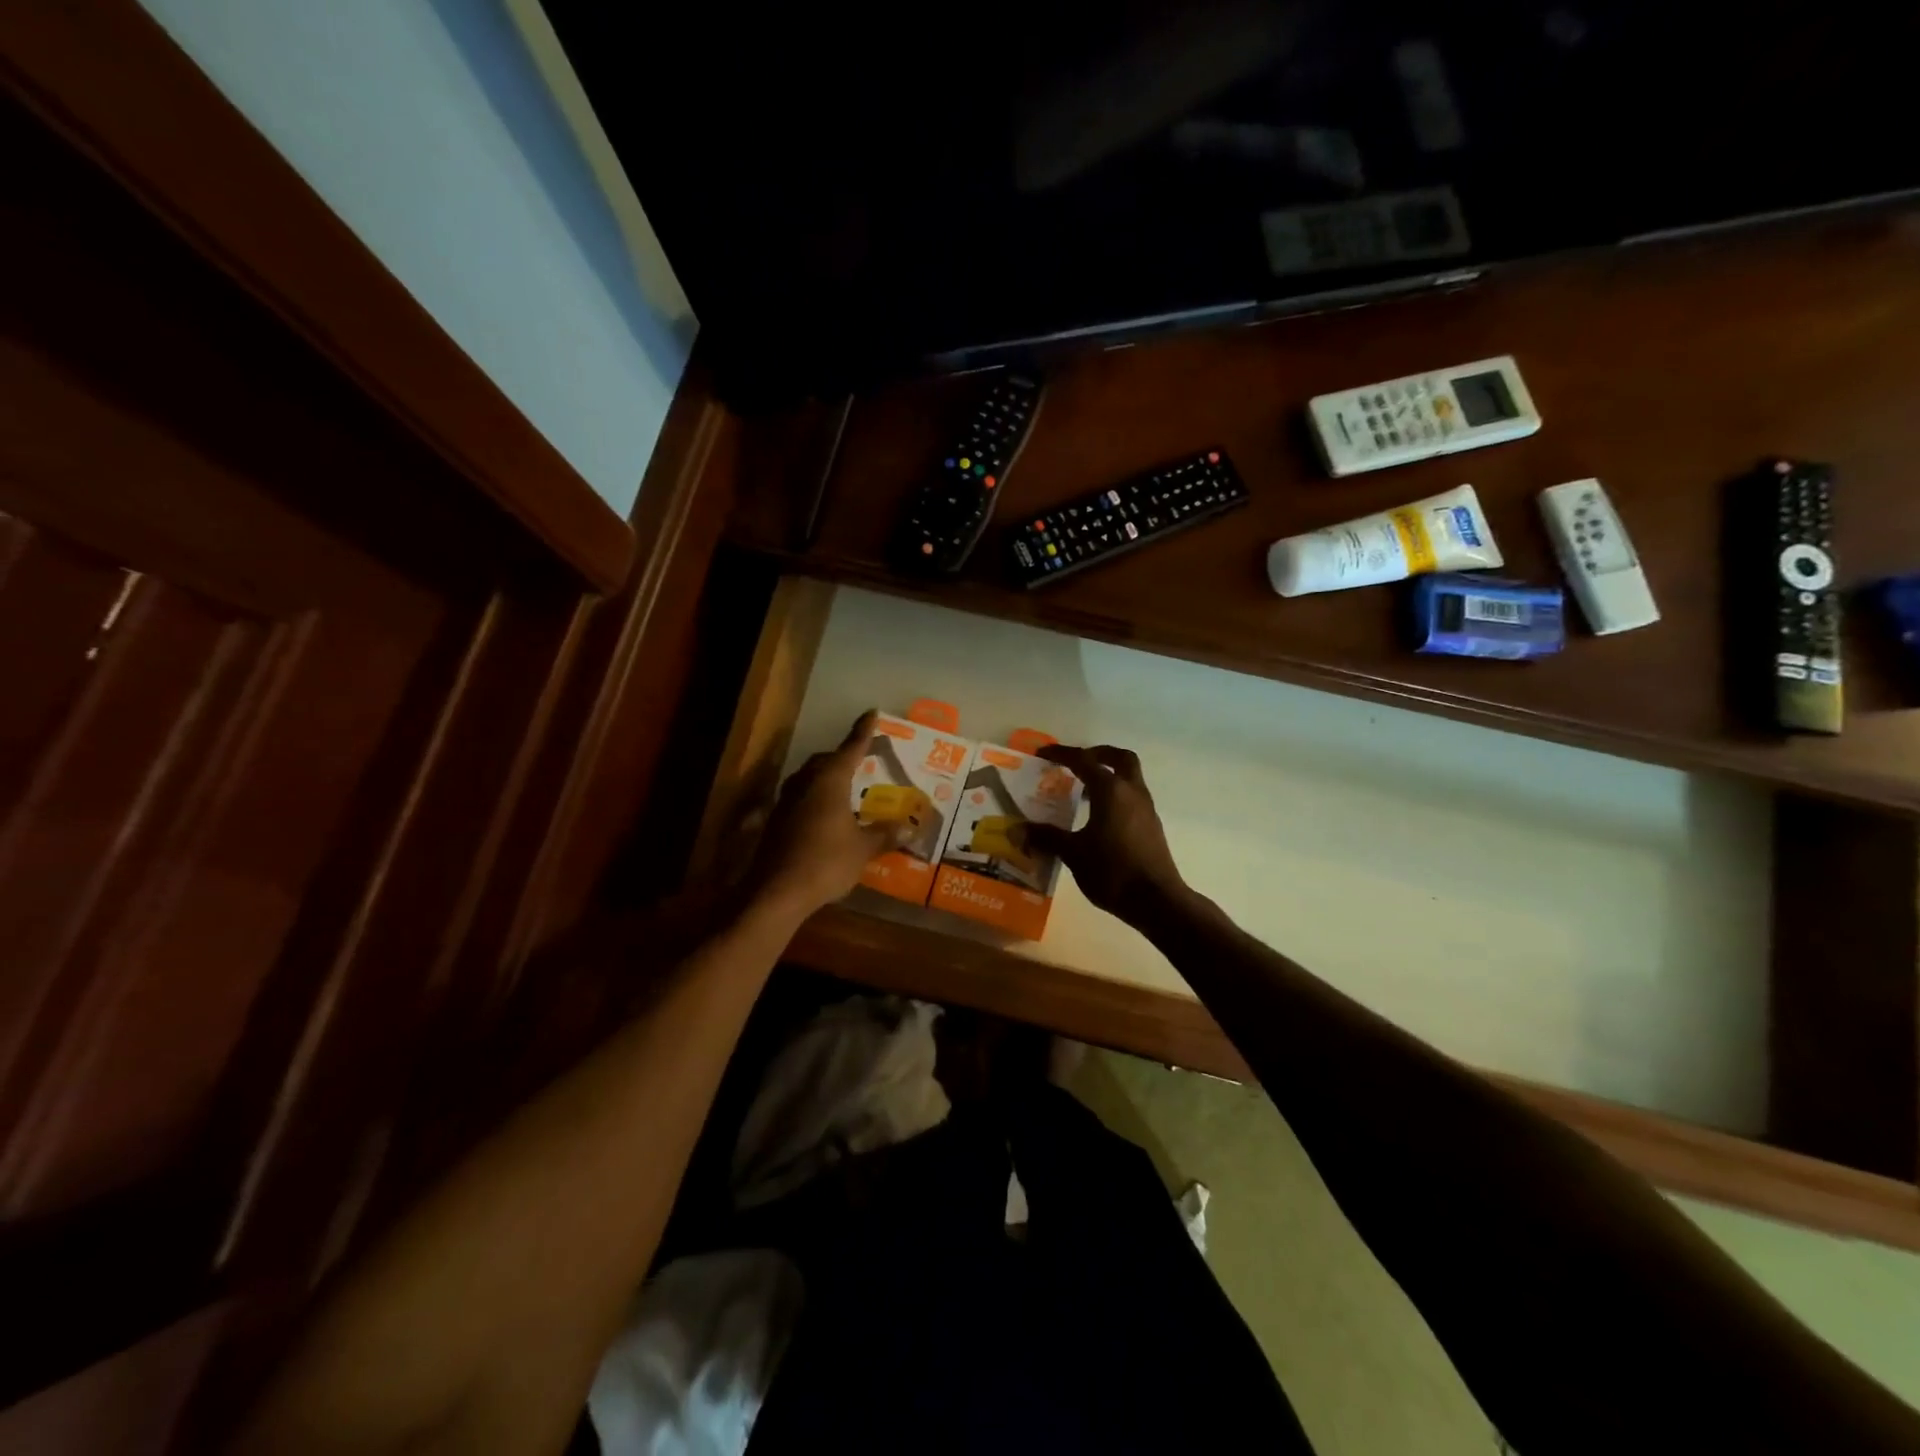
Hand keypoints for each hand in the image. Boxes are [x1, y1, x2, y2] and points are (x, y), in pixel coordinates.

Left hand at [750, 710, 896, 918]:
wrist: (777, 891)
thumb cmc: (826, 862)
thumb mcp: (863, 849)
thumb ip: (884, 835)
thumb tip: (910, 829)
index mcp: (830, 781)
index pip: (851, 748)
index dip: (863, 731)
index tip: (871, 713)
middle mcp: (806, 783)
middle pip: (825, 760)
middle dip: (842, 756)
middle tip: (861, 759)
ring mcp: (787, 801)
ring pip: (809, 777)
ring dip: (826, 776)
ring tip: (844, 785)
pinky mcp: (777, 820)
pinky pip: (801, 797)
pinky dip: (815, 797)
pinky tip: (826, 813)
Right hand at [1021, 743, 1187, 923]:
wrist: (1156, 901)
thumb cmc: (1112, 871)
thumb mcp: (1073, 853)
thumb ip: (1046, 837)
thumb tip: (1016, 830)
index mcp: (1111, 791)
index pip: (1084, 760)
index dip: (1061, 754)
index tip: (1042, 754)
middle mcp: (1132, 792)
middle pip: (1120, 758)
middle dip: (1098, 754)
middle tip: (1076, 762)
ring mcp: (1146, 809)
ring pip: (1129, 779)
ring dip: (1108, 777)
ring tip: (1081, 793)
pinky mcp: (1151, 827)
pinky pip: (1131, 799)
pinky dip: (1115, 797)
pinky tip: (1097, 819)